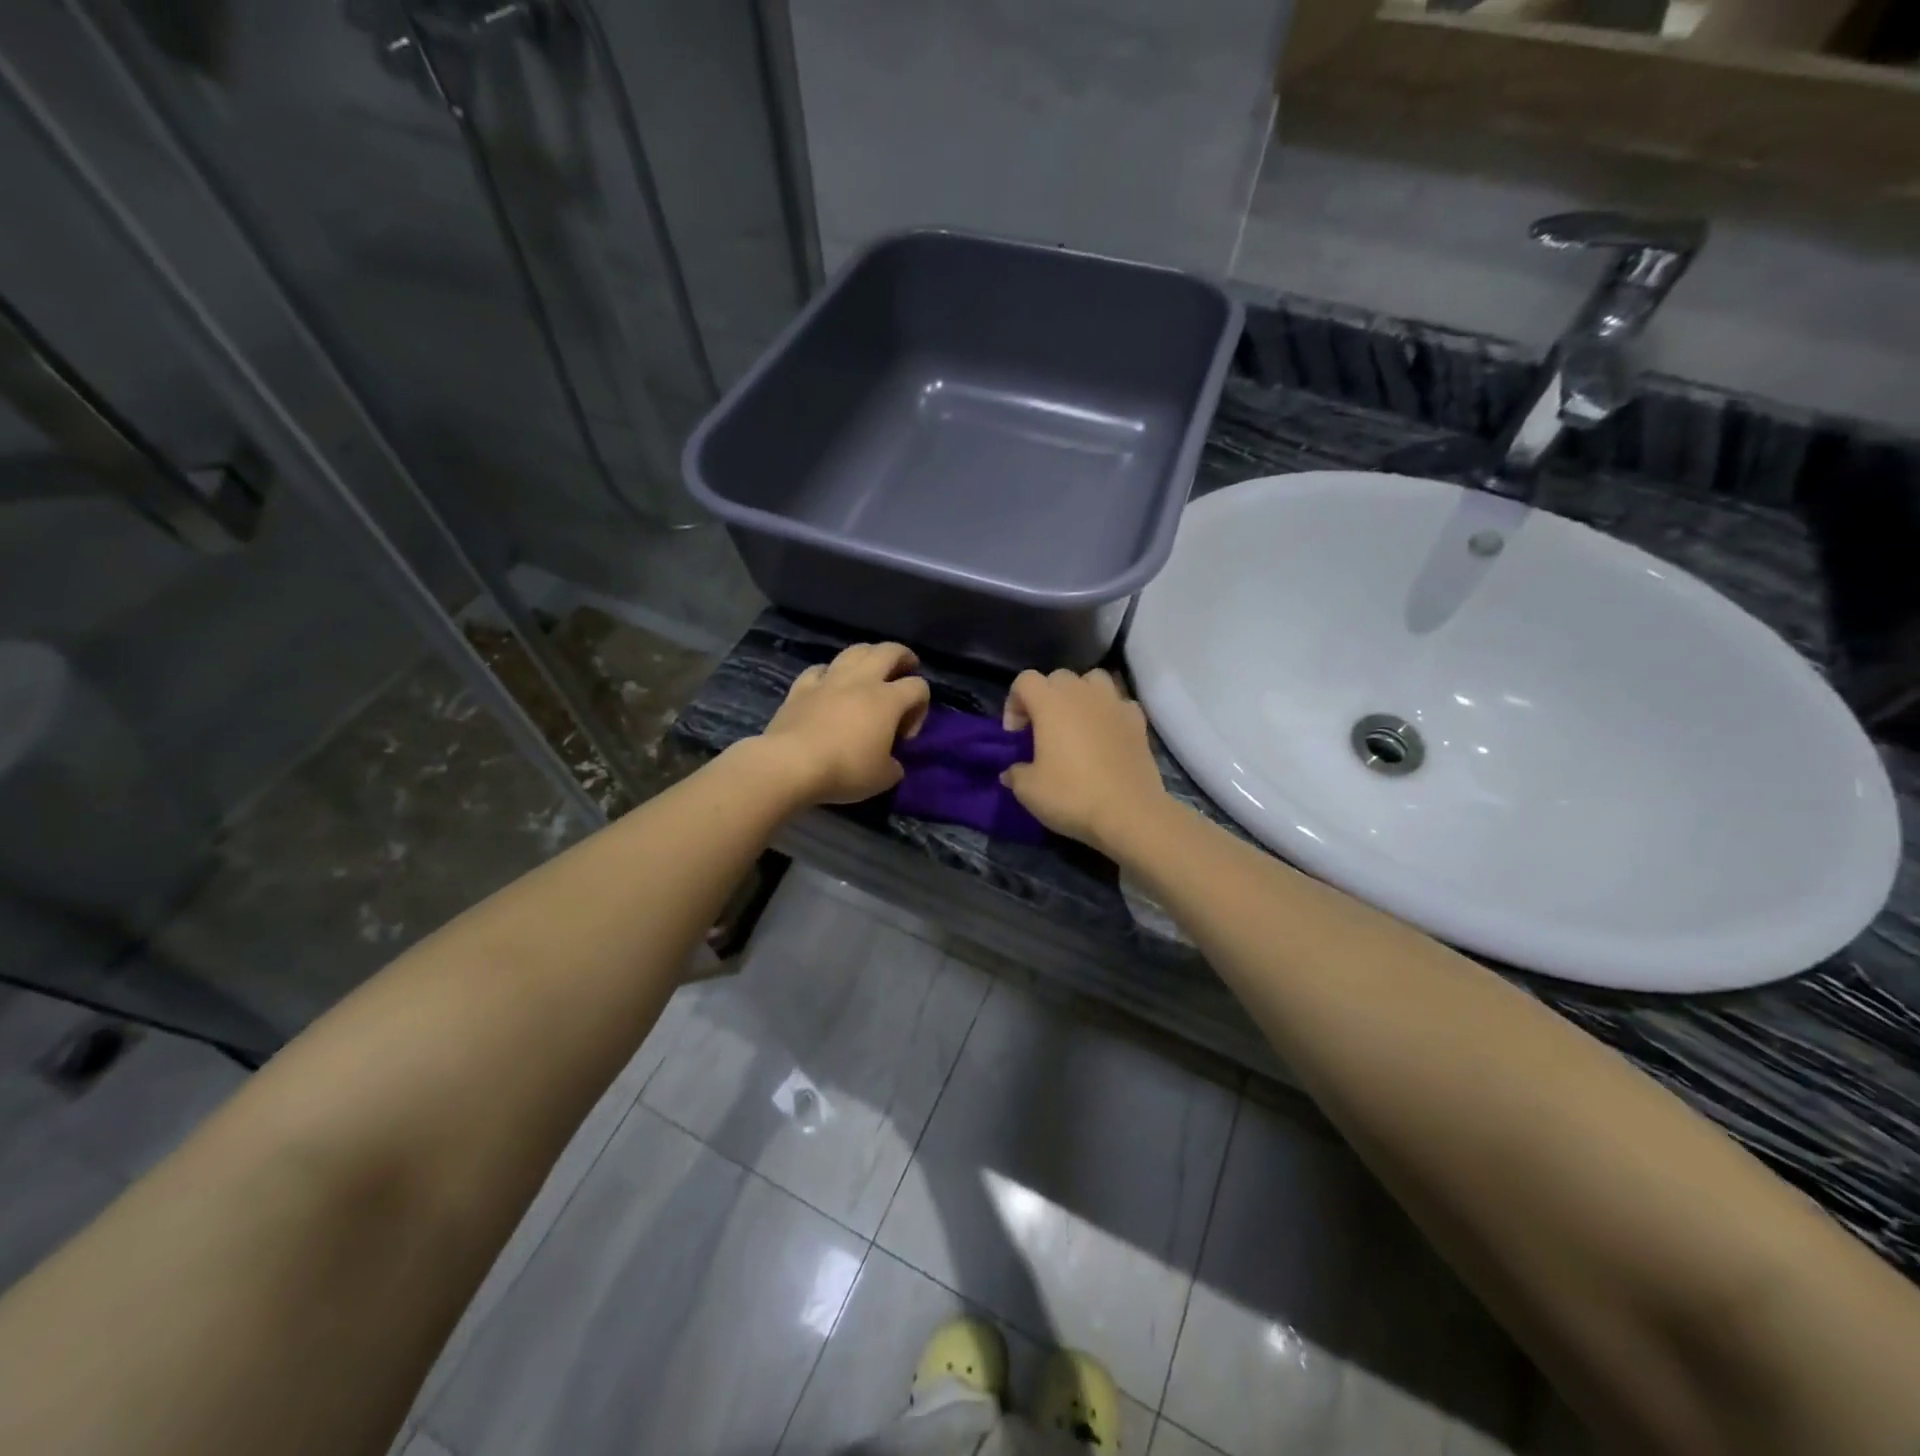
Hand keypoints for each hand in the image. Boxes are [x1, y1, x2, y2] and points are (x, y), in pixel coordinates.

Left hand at [756, 643, 931, 804]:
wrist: (791, 764)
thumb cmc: (845, 769)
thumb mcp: (883, 778)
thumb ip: (894, 766)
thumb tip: (892, 763)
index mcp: (888, 700)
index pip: (919, 687)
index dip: (921, 706)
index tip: (906, 734)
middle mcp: (862, 681)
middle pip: (889, 651)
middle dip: (903, 656)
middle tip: (907, 667)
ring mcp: (829, 680)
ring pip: (854, 651)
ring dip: (868, 654)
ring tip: (871, 667)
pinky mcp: (801, 687)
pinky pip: (820, 669)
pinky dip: (829, 673)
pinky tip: (829, 683)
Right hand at [1001, 668, 1170, 856]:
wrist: (1129, 813)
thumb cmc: (1072, 796)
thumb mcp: (1028, 791)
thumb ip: (1015, 774)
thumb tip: (1012, 772)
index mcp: (1050, 703)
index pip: (1024, 680)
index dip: (1014, 703)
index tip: (1016, 735)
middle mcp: (1082, 693)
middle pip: (1058, 677)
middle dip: (1046, 697)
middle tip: (1043, 730)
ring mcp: (1114, 704)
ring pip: (1093, 681)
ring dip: (1081, 696)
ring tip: (1077, 724)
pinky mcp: (1138, 721)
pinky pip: (1119, 703)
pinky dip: (1109, 713)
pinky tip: (1106, 736)